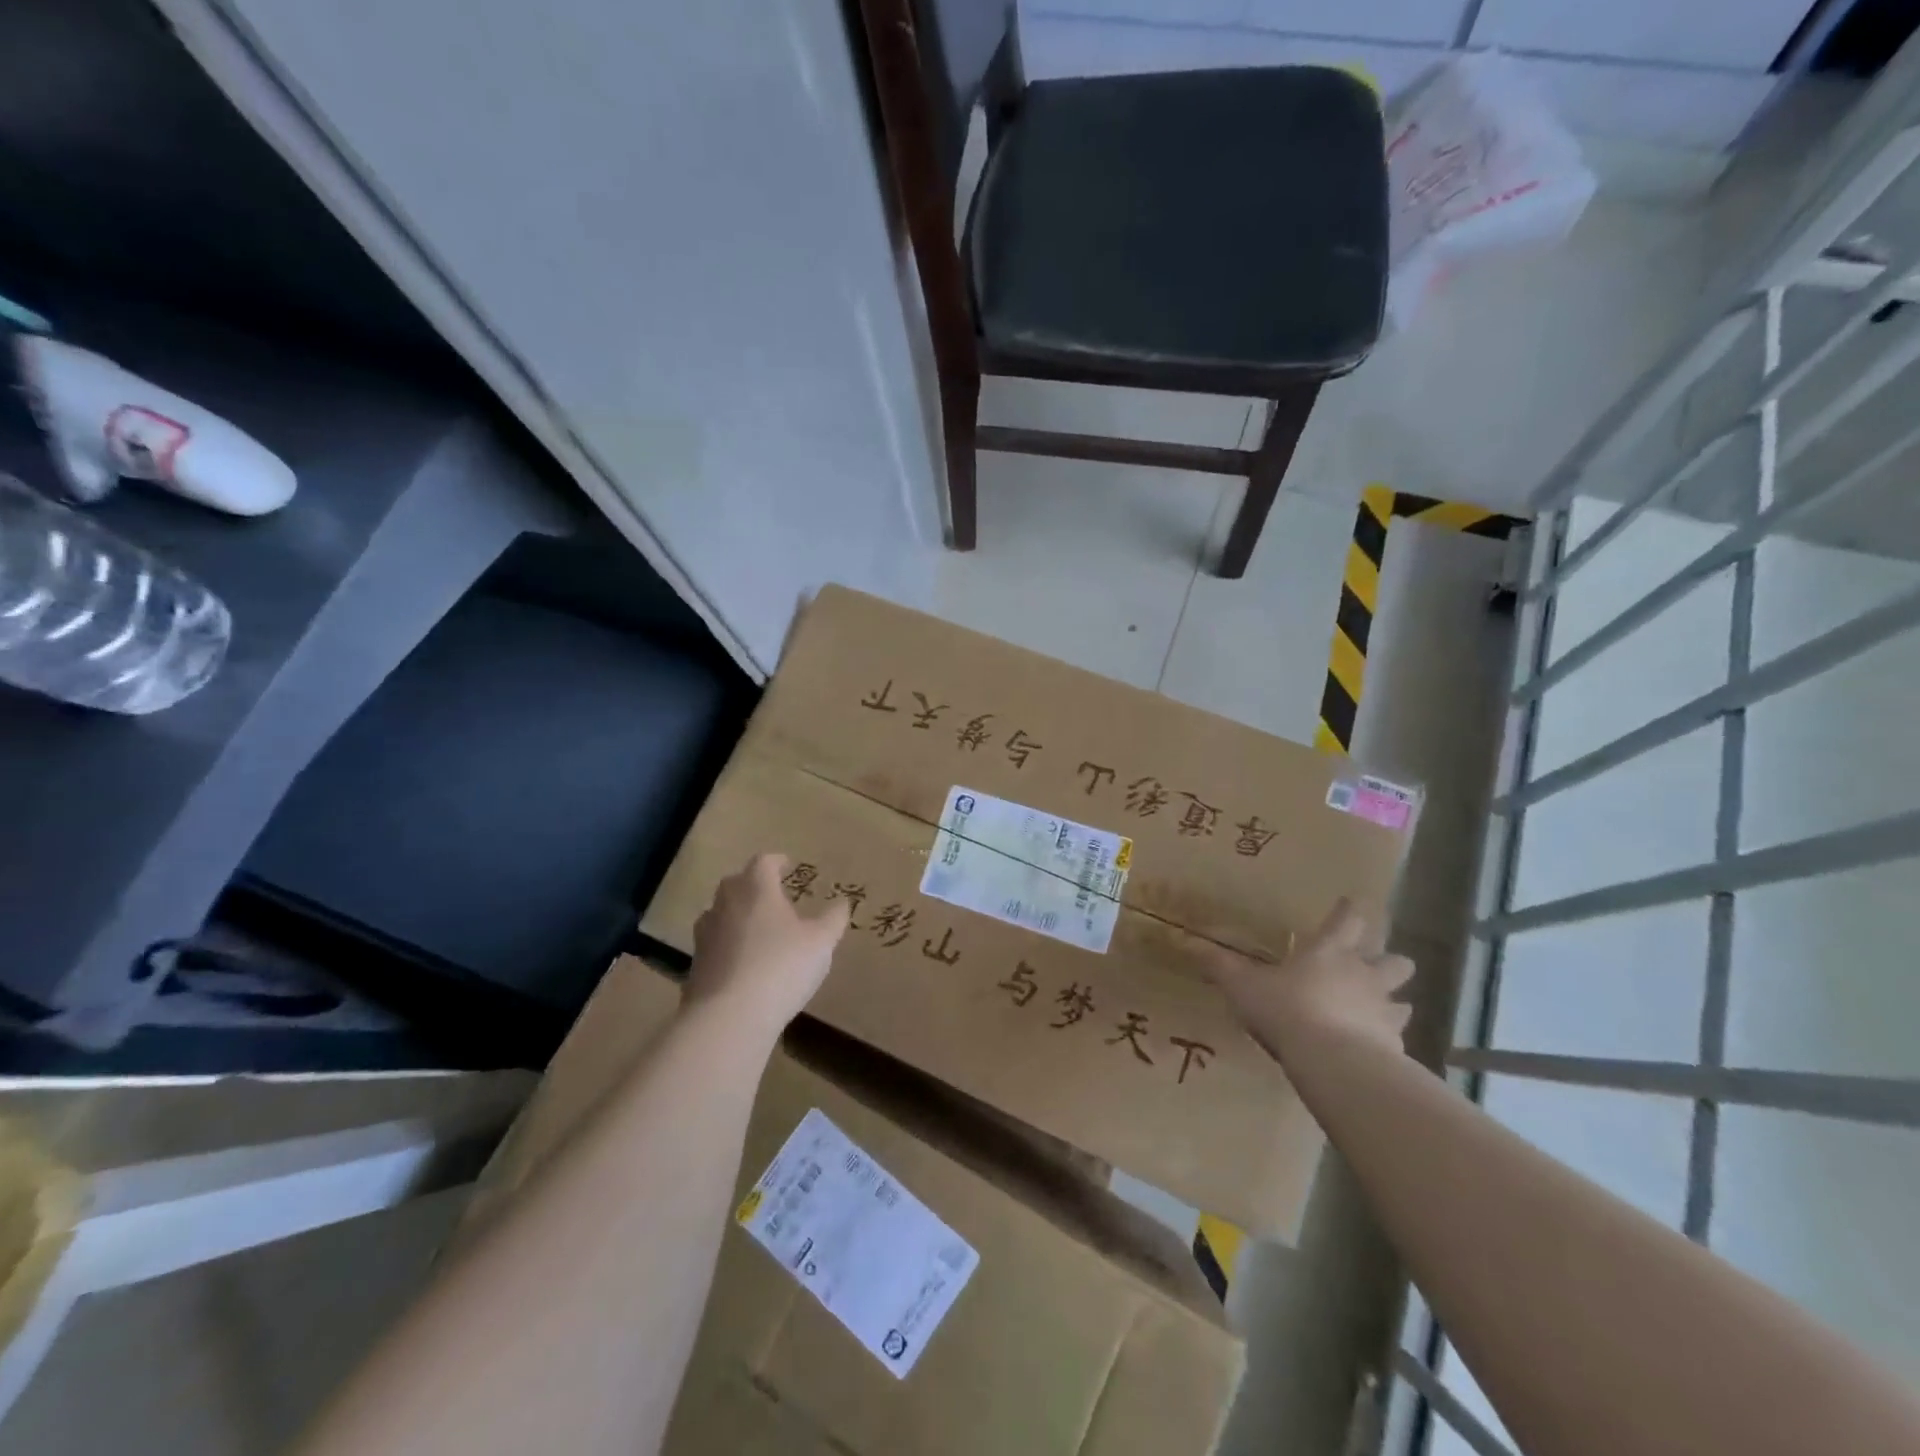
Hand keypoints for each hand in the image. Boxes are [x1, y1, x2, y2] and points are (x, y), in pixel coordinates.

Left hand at [687, 854, 850, 1032]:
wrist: (730, 1016)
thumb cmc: (782, 966)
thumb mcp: (821, 942)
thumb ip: (833, 919)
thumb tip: (842, 902)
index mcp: (756, 889)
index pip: (763, 862)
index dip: (777, 861)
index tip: (787, 865)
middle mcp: (726, 904)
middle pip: (736, 883)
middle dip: (753, 885)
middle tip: (772, 895)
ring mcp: (705, 935)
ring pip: (720, 913)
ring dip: (736, 915)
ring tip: (756, 928)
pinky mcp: (696, 965)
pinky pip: (714, 945)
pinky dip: (727, 946)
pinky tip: (742, 963)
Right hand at [1201, 899, 1412, 1064]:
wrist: (1332, 1061)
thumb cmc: (1285, 1010)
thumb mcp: (1242, 986)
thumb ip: (1219, 966)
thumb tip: (1188, 943)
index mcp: (1328, 951)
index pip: (1346, 920)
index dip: (1349, 911)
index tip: (1352, 903)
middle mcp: (1363, 974)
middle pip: (1394, 959)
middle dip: (1388, 960)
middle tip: (1372, 966)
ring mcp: (1383, 1009)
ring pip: (1403, 998)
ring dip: (1393, 1000)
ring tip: (1379, 1008)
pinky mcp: (1394, 1044)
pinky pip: (1397, 1036)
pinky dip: (1388, 1038)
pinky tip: (1375, 1047)